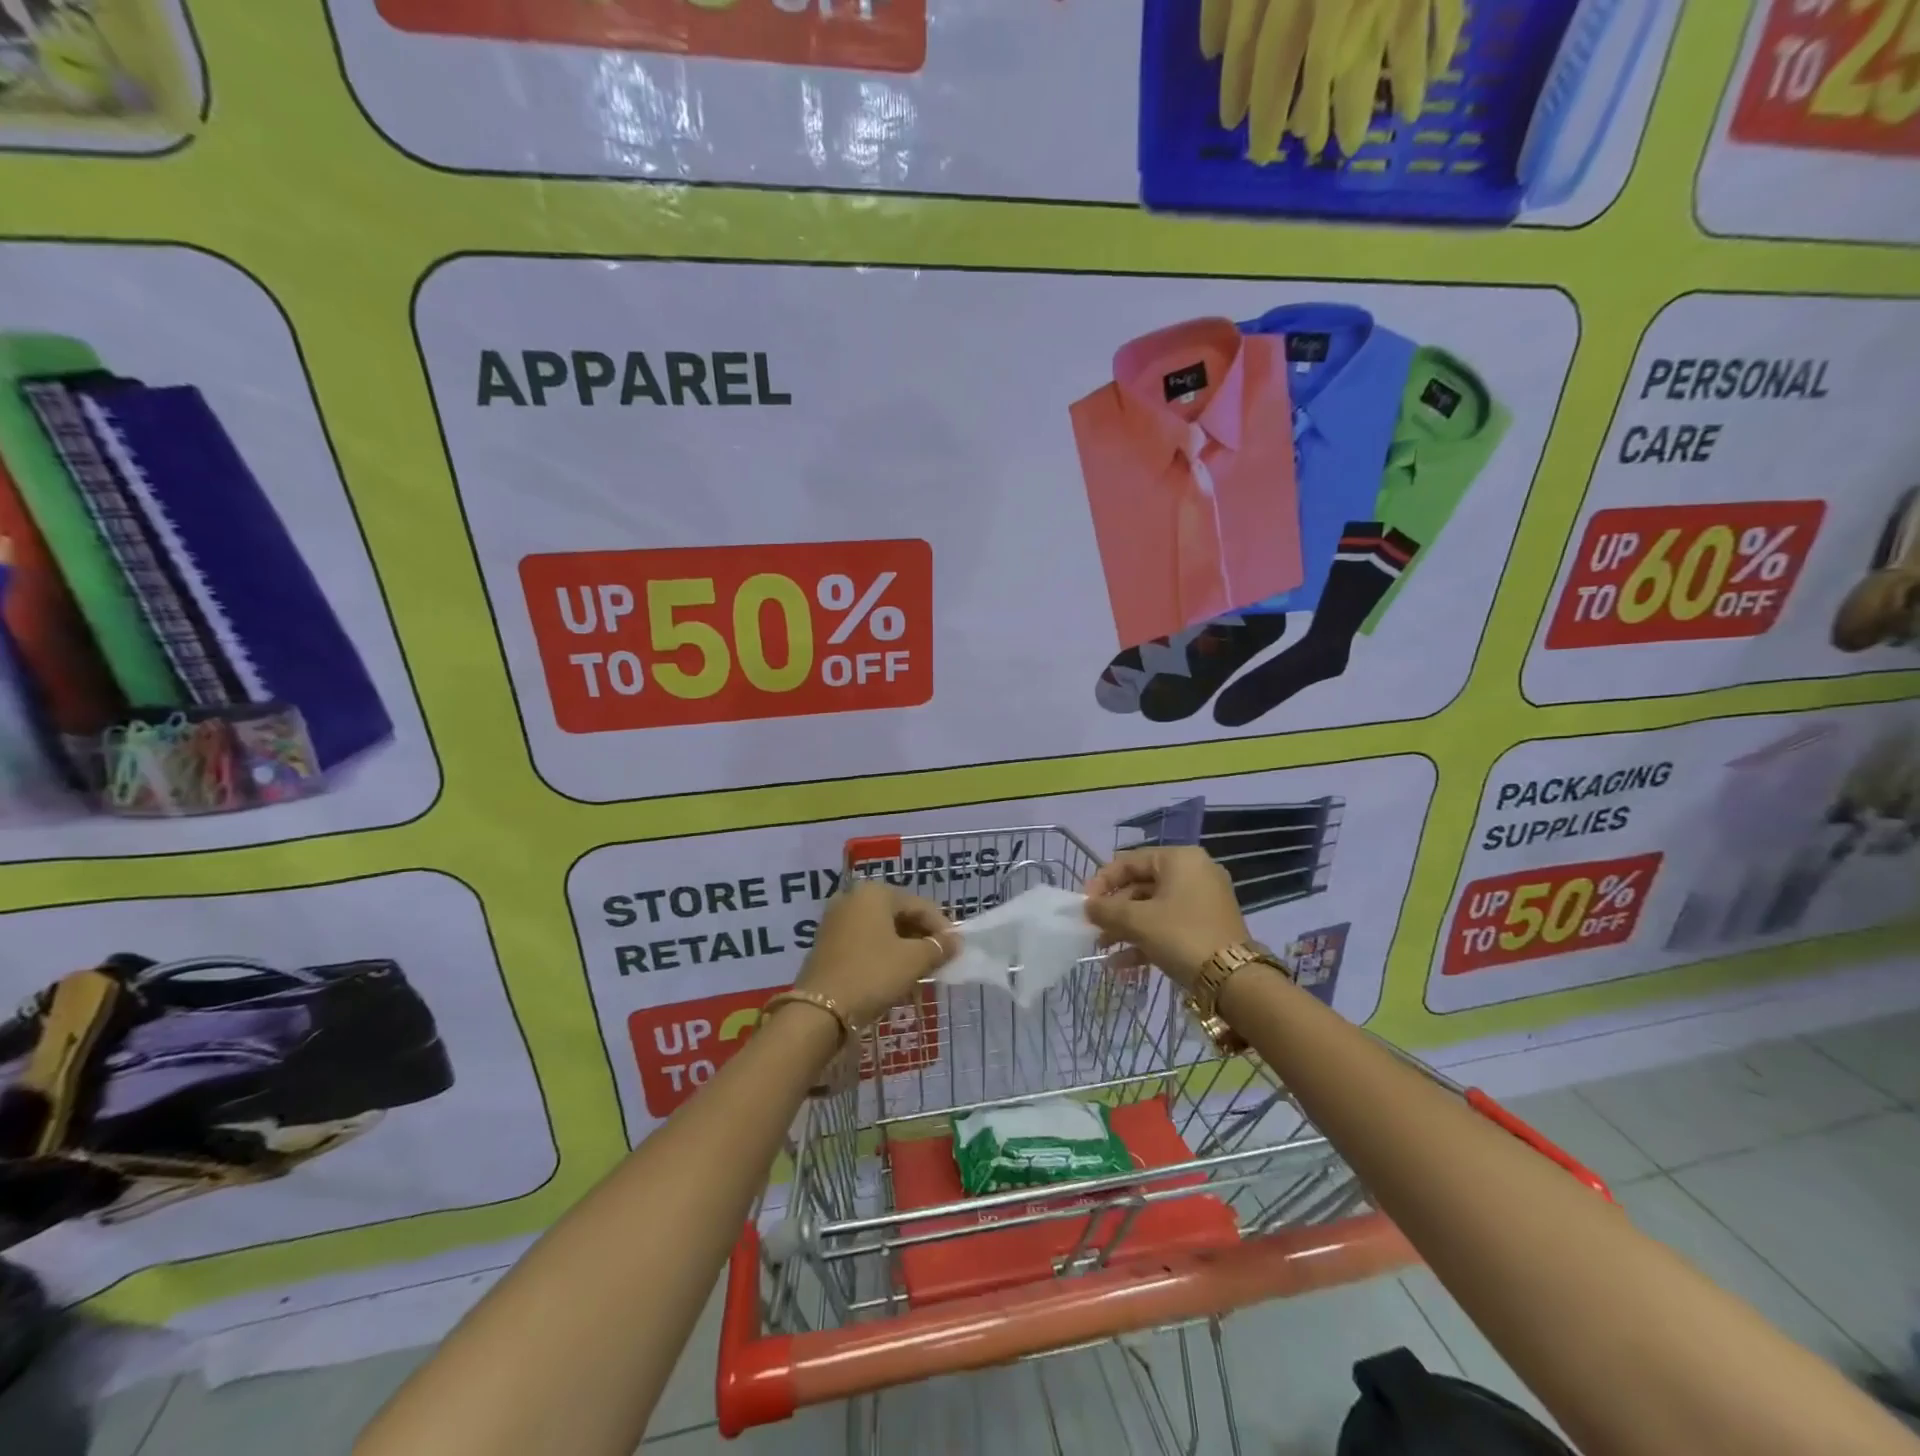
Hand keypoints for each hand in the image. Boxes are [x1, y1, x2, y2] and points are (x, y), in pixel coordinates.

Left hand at [794, 881, 956, 1029]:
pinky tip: (894, 974)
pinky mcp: (827, 943)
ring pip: (881, 929)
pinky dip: (883, 953)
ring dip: (904, 947)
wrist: (818, 1010)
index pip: (919, 905)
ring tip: (921, 970)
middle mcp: (853, 898)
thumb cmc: (871, 975)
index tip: (956, 950)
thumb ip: (937, 948)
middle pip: (899, 914)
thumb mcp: (912, 961)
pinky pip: (864, 941)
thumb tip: (955, 941)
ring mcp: (836, 920)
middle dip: (921, 937)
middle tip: (939, 961)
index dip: (941, 927)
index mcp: (875, 893)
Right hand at [1082, 847, 1248, 988]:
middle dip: (1114, 910)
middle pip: (1140, 885)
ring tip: (1102, 948)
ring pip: (1153, 908)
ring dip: (1126, 928)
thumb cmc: (1181, 936)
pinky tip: (1122, 964)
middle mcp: (1194, 872)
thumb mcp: (1138, 921)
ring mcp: (1203, 900)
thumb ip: (1106, 909)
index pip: (1129, 861)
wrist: (1234, 981)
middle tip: (1092, 929)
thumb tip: (1087, 906)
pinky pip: (1168, 925)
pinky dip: (1146, 939)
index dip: (1102, 881)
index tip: (1083, 904)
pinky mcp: (1207, 926)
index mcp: (1179, 859)